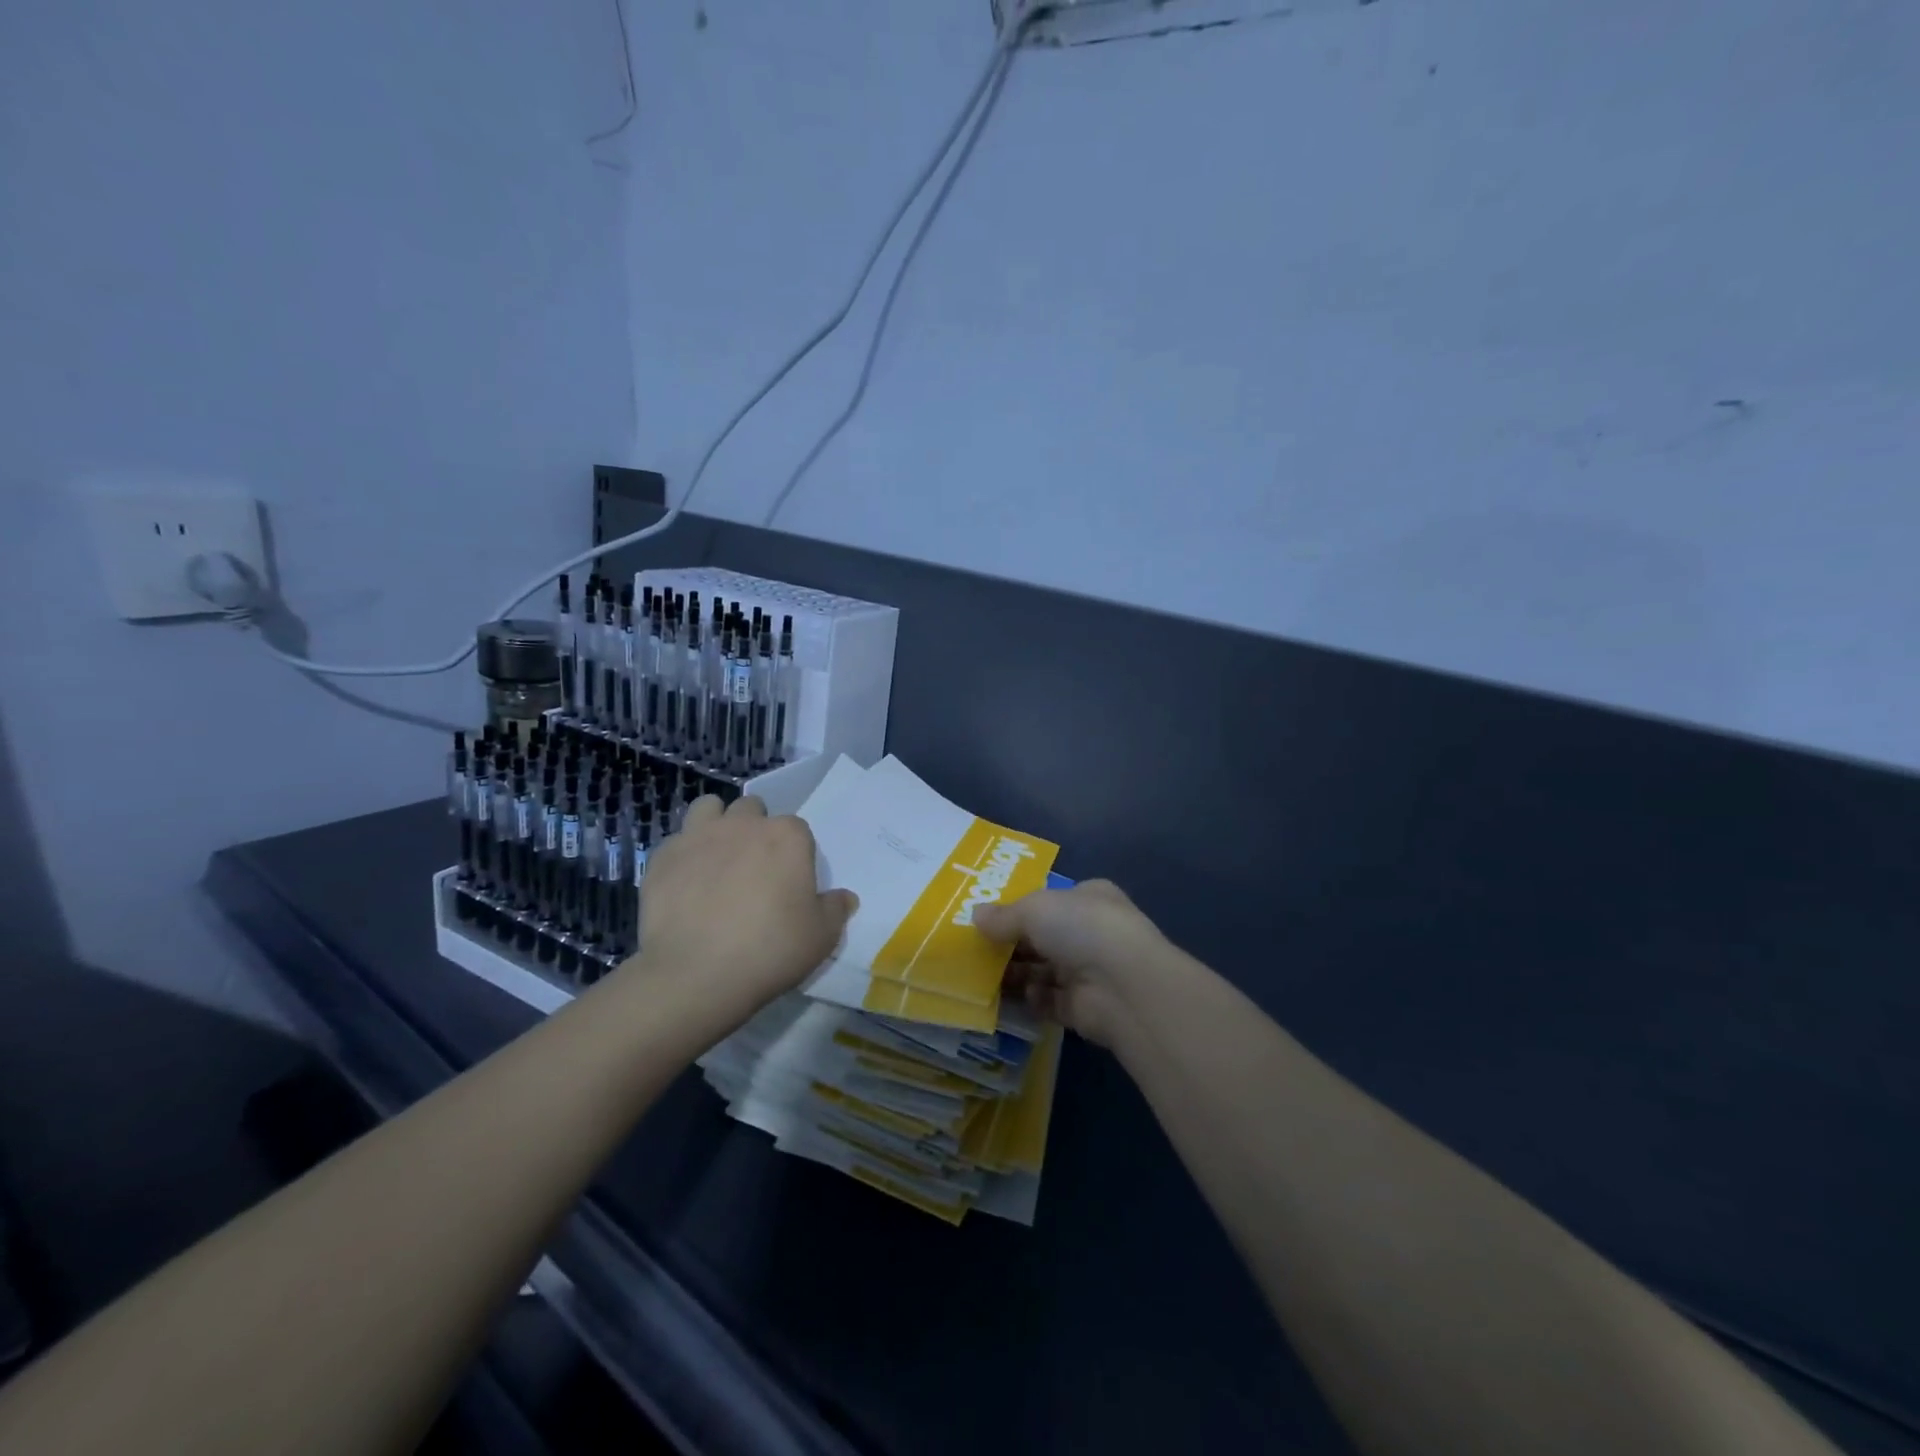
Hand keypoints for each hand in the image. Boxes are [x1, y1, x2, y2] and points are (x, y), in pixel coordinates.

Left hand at [634, 795, 856, 1011]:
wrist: (697, 974)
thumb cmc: (771, 950)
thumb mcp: (822, 936)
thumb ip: (836, 909)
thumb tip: (845, 898)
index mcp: (787, 836)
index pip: (797, 829)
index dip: (794, 853)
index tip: (789, 882)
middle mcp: (743, 825)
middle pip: (752, 810)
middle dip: (754, 829)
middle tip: (753, 868)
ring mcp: (699, 836)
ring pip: (709, 808)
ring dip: (716, 824)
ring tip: (716, 858)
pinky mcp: (662, 857)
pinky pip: (676, 842)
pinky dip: (683, 856)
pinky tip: (685, 885)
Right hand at [972, 879, 1171, 1047]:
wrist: (1123, 987)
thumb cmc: (1081, 928)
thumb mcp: (1034, 909)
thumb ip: (1004, 915)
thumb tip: (975, 915)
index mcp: (1089, 898)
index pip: (1051, 900)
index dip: (1020, 908)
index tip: (987, 919)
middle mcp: (1092, 933)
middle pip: (1044, 937)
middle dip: (1012, 944)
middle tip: (975, 950)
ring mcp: (1090, 972)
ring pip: (1044, 971)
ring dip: (1016, 974)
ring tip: (980, 976)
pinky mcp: (1084, 1008)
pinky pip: (1048, 1002)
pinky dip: (1030, 1001)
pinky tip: (1008, 999)